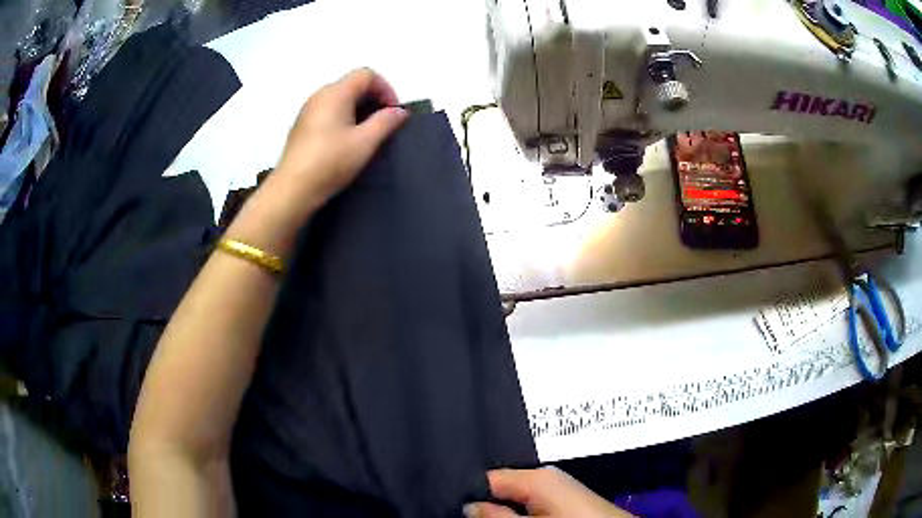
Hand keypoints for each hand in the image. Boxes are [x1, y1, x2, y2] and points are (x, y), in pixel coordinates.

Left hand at [226, 68, 407, 257]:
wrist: (292, 190)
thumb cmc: (330, 162)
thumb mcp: (365, 143)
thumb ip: (386, 122)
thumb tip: (399, 111)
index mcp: (335, 93)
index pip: (367, 74)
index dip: (386, 89)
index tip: (393, 114)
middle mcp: (320, 95)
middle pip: (353, 84)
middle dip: (373, 99)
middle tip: (383, 124)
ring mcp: (308, 110)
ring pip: (340, 98)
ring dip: (359, 109)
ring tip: (366, 135)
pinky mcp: (302, 126)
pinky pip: (328, 111)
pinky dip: (344, 118)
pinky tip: (346, 142)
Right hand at [463, 467, 634, 517]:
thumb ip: (498, 516)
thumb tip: (469, 505)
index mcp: (537, 477)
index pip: (489, 476)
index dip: (470, 492)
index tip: (454, 506)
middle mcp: (547, 476)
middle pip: (503, 486)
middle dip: (488, 503)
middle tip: (468, 516)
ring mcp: (558, 487)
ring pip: (517, 496)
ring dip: (504, 510)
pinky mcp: (566, 499)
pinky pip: (533, 502)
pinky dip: (521, 511)